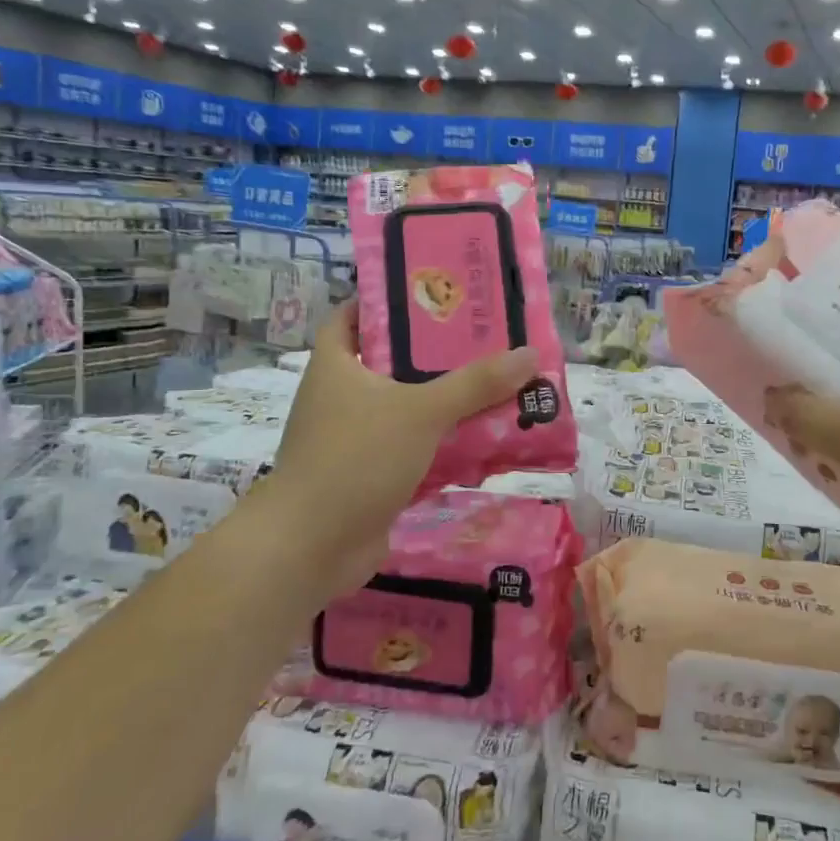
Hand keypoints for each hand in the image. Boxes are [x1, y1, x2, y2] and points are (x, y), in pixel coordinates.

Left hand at [262, 302, 538, 596]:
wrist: (310, 547)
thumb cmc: (355, 459)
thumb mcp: (421, 411)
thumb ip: (475, 384)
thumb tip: (529, 354)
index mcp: (337, 364)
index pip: (356, 314)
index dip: (389, 300)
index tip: (435, 293)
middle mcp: (341, 395)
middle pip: (392, 360)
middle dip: (436, 353)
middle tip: (485, 339)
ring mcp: (353, 437)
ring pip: (406, 406)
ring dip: (444, 401)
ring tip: (495, 384)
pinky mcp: (369, 473)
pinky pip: (412, 446)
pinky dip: (441, 442)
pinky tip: (481, 438)